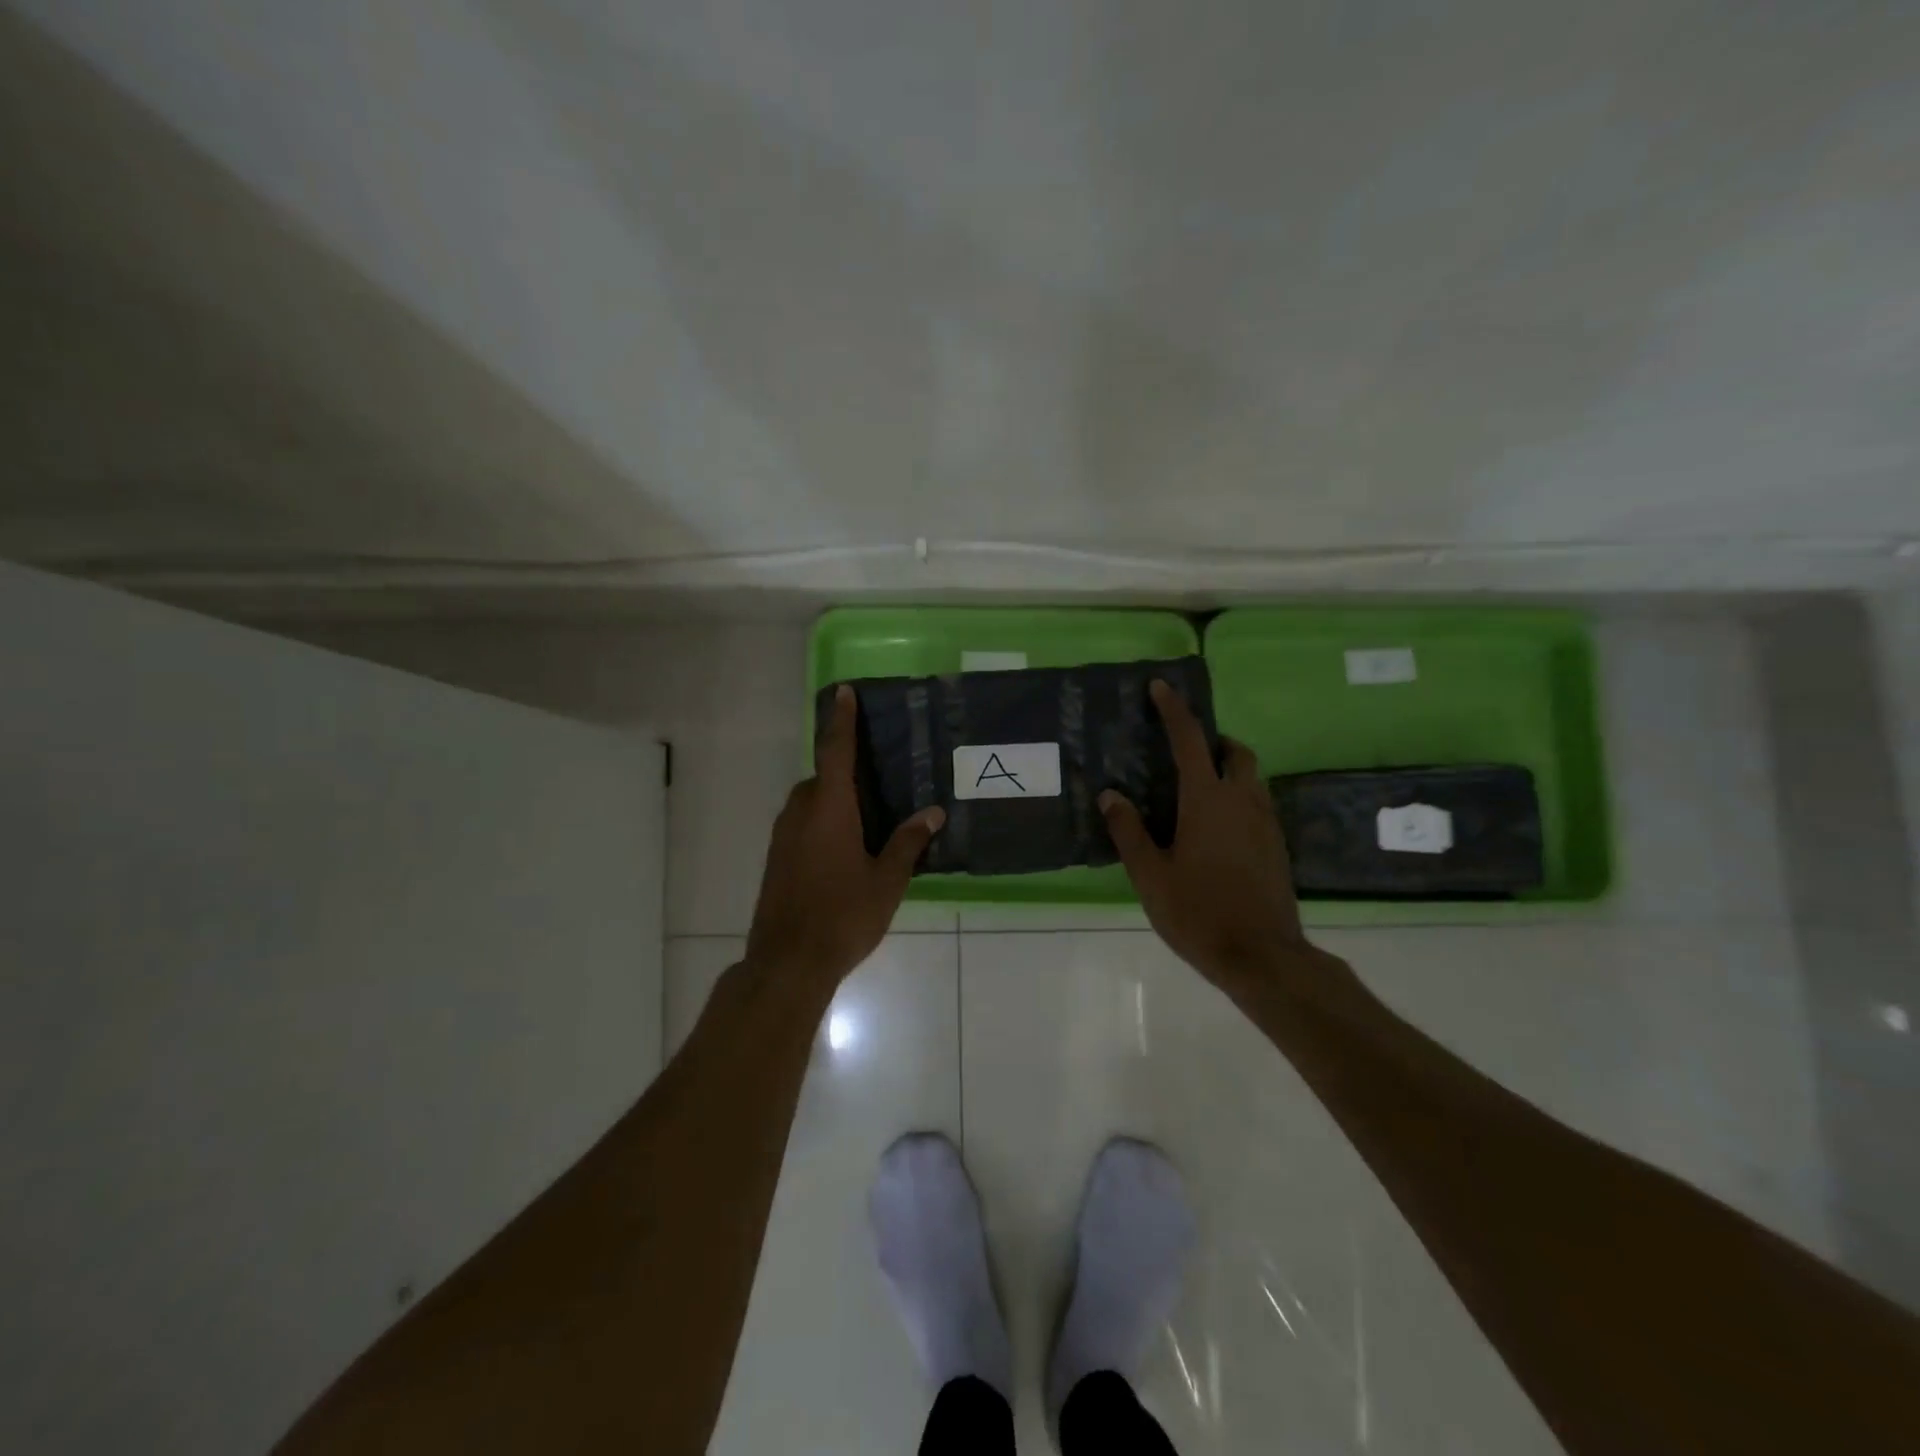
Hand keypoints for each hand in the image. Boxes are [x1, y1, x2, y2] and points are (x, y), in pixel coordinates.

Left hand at [745, 685, 944, 990]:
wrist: (788, 962)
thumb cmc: (843, 915)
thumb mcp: (887, 880)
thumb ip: (909, 842)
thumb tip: (933, 812)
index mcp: (829, 808)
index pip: (835, 751)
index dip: (842, 719)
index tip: (845, 692)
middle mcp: (801, 812)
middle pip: (823, 777)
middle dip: (847, 772)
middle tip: (880, 780)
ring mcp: (783, 835)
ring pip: (811, 802)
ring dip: (834, 799)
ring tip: (868, 819)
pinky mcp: (776, 857)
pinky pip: (802, 823)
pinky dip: (822, 821)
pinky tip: (845, 850)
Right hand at [1100, 680, 1310, 989]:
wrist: (1262, 956)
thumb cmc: (1198, 912)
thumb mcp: (1151, 875)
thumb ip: (1129, 831)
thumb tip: (1110, 795)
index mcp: (1206, 800)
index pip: (1189, 740)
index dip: (1174, 711)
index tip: (1161, 687)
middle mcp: (1242, 800)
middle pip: (1235, 751)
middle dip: (1213, 740)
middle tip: (1185, 752)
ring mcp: (1266, 822)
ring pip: (1251, 777)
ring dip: (1229, 768)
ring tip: (1199, 789)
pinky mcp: (1277, 845)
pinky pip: (1259, 803)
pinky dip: (1240, 796)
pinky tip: (1219, 827)